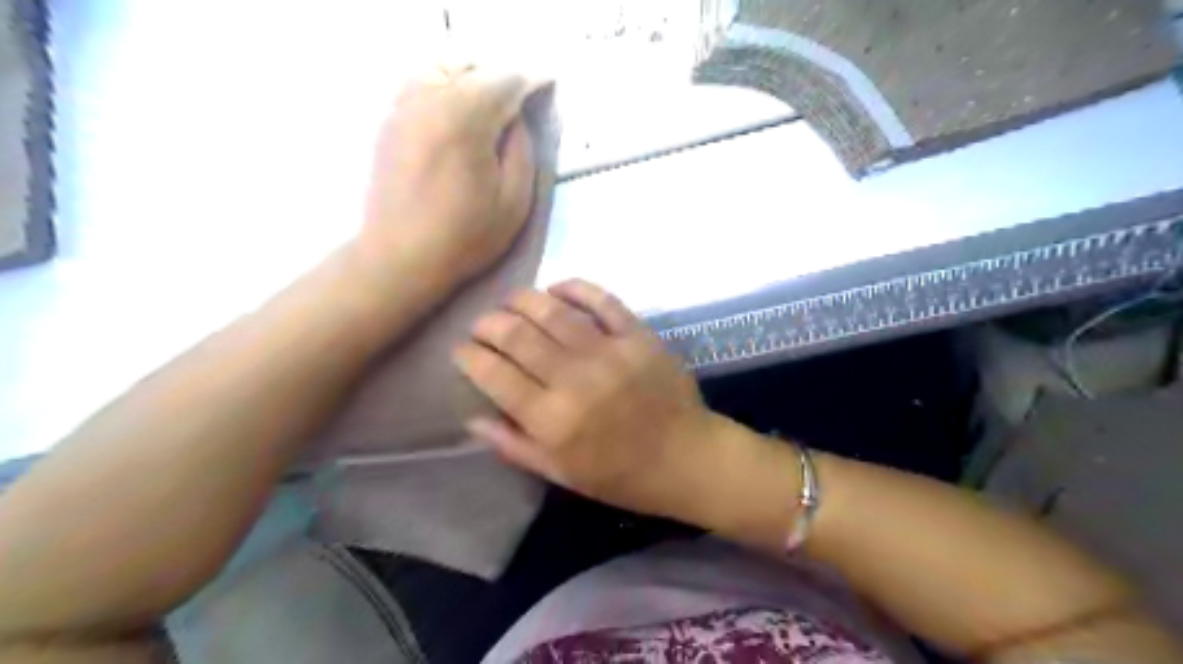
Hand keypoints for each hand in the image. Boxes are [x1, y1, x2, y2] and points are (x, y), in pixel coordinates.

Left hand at [358, 65, 540, 289]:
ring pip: (444, 69)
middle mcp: (429, 100)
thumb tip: (517, 117)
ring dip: (472, 80)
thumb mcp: (515, 201)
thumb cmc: (465, 237)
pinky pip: (421, 84)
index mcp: (465, 119)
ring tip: (489, 108)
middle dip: (501, 81)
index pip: (506, 80)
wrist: (401, 258)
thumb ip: (522, 149)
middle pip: (474, 68)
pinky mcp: (389, 120)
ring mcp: (403, 107)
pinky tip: (457, 116)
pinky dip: (445, 87)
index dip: (531, 83)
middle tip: (519, 107)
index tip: (546, 89)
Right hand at [453, 279, 720, 521]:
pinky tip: (556, 287)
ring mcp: (608, 352)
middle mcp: (574, 379)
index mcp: (552, 419)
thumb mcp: (560, 473)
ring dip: (522, 299)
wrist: (686, 458)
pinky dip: (575, 287)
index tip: (462, 350)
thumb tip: (472, 417)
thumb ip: (514, 445)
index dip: (469, 356)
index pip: (494, 375)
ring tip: (510, 301)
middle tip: (483, 325)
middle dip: (489, 324)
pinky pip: (602, 300)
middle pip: (517, 336)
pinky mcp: (637, 335)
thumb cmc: (620, 475)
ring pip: (552, 311)